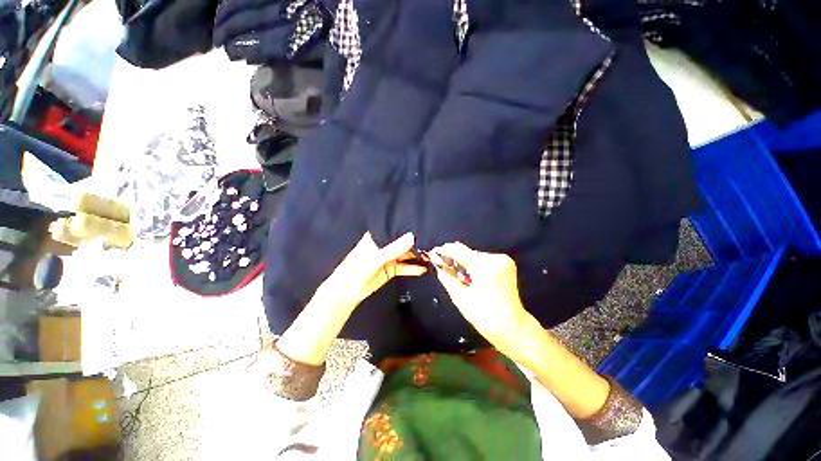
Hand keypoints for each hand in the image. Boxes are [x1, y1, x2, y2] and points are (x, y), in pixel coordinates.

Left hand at [319, 232, 425, 312]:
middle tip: (431, 241)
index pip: (393, 228)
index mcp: (377, 237)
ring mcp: (388, 257)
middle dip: (415, 242)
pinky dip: (413, 268)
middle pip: (402, 242)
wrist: (348, 292)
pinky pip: (404, 267)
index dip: (406, 226)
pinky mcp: (391, 269)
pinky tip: (423, 268)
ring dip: (416, 255)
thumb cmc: (357, 269)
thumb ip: (394, 248)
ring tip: (431, 255)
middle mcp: (384, 245)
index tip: (421, 223)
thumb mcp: (376, 257)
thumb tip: (412, 236)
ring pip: (405, 254)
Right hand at [432, 242, 530, 356]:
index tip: (433, 254)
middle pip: (467, 253)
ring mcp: (503, 260)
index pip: (458, 250)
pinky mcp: (507, 264)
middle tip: (444, 268)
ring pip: (475, 256)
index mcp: (485, 266)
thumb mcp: (460, 297)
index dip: (444, 251)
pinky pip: (484, 260)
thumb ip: (447, 277)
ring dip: (464, 263)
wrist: (513, 328)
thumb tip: (437, 263)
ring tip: (458, 277)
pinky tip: (471, 277)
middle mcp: (495, 258)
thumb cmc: (484, 316)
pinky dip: (475, 266)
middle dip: (454, 259)